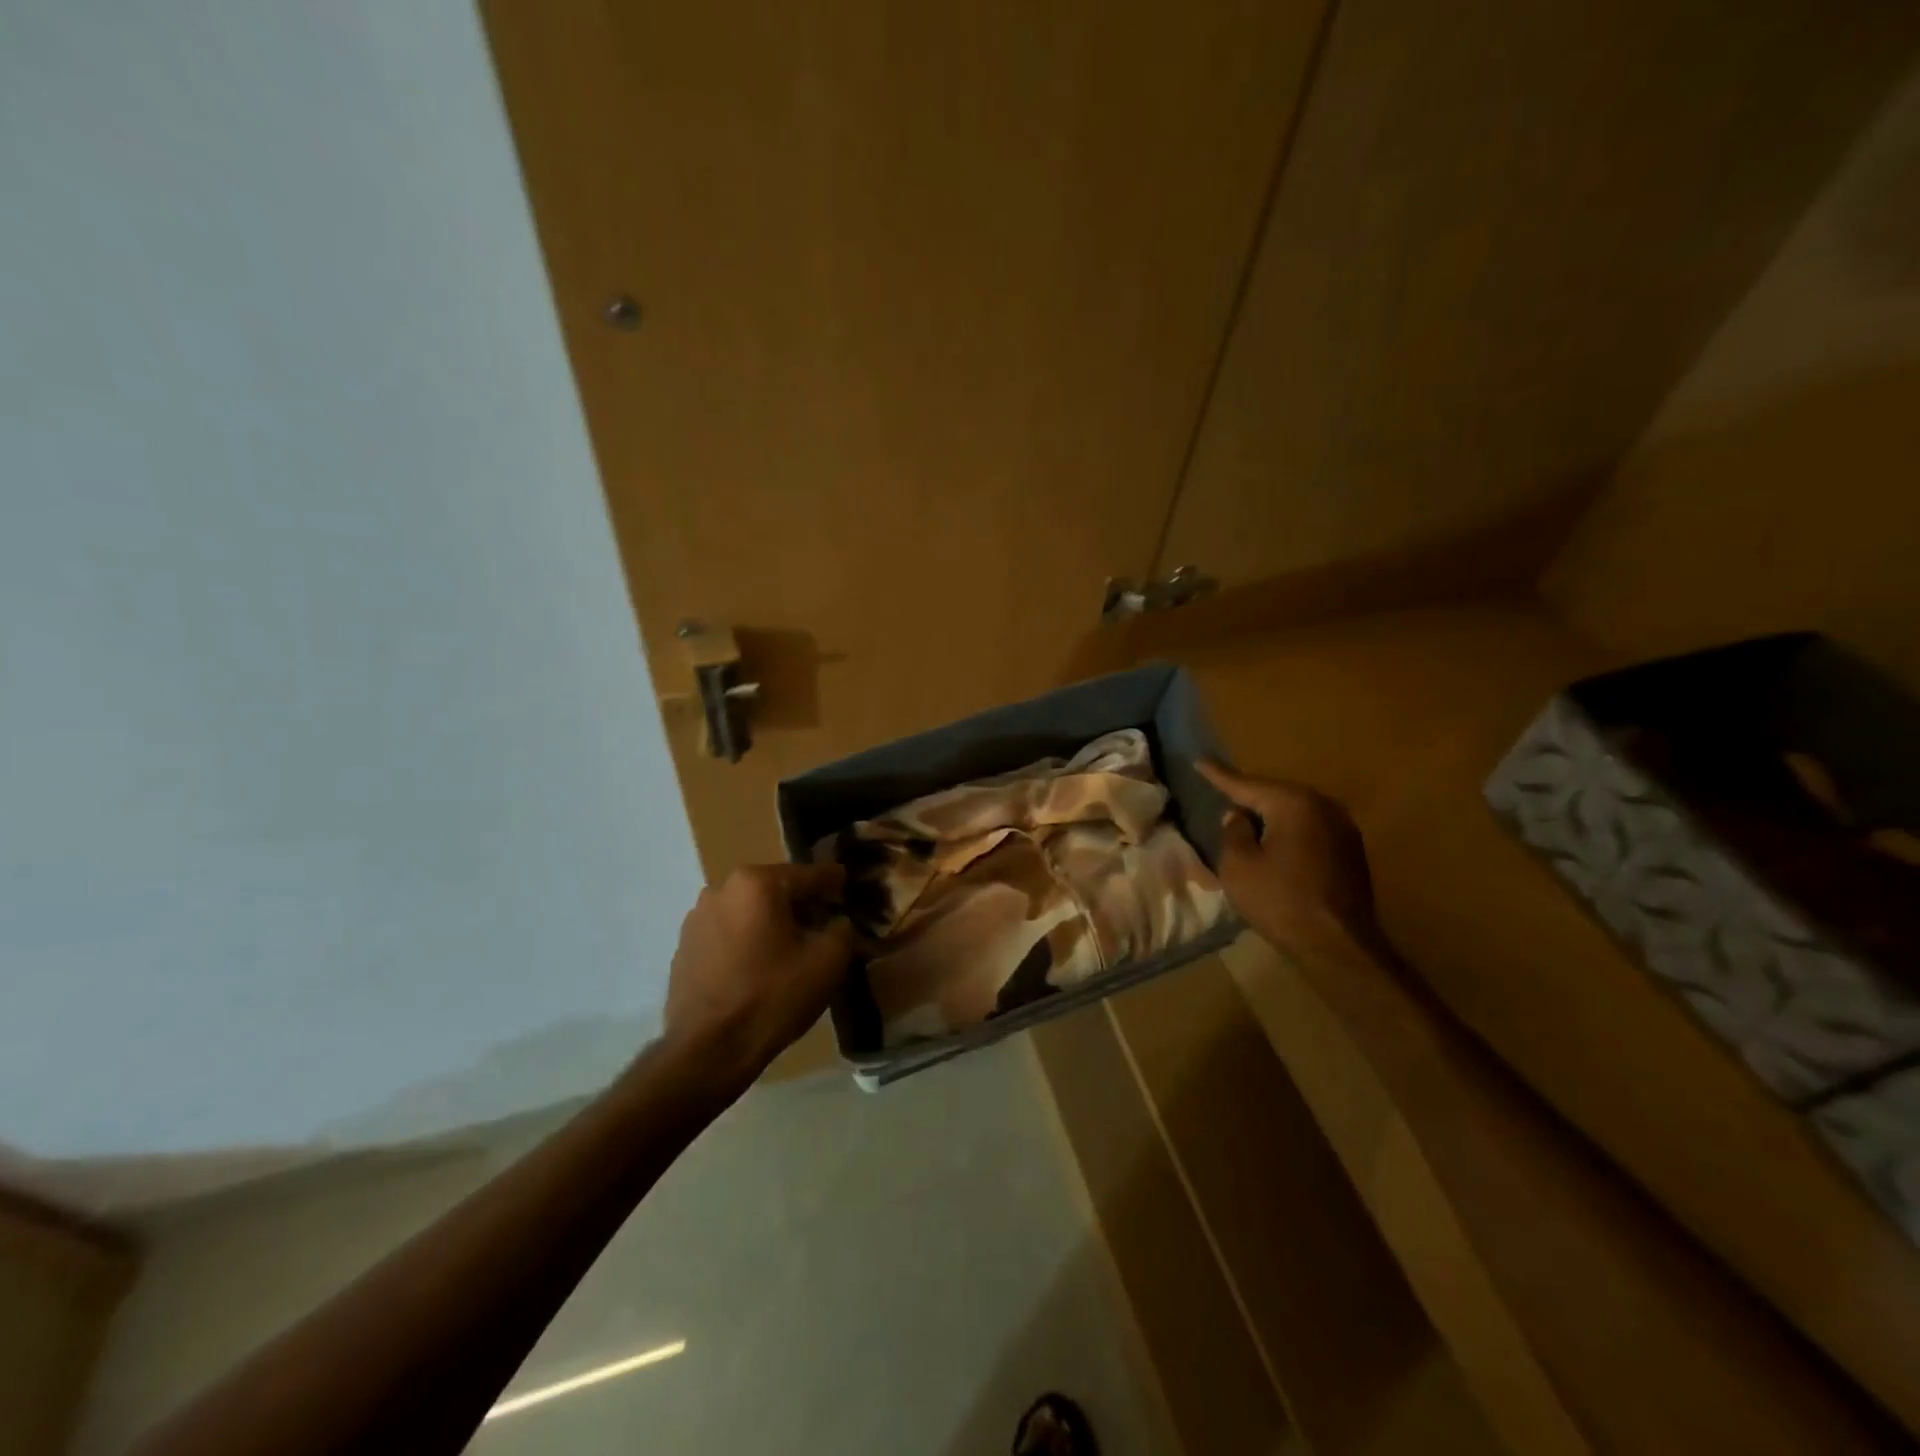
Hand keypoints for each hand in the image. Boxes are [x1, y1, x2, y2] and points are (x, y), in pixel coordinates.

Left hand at [662, 863, 853, 1084]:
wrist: (708, 1051)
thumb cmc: (773, 996)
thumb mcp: (828, 960)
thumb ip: (843, 929)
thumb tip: (838, 922)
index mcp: (757, 882)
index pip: (810, 875)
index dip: (836, 883)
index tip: (851, 888)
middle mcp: (721, 889)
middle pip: (776, 891)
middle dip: (803, 905)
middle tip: (826, 926)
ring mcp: (697, 918)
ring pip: (750, 912)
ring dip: (772, 924)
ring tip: (792, 951)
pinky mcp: (684, 948)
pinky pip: (728, 934)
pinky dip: (748, 943)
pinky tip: (759, 970)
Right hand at [1197, 759, 1382, 956]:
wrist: (1339, 947)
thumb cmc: (1280, 902)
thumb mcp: (1238, 866)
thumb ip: (1233, 833)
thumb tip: (1238, 816)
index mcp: (1294, 803)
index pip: (1246, 784)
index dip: (1219, 775)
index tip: (1200, 760)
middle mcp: (1324, 806)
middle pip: (1275, 795)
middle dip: (1249, 796)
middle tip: (1222, 792)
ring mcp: (1343, 829)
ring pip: (1295, 813)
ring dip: (1271, 817)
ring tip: (1247, 820)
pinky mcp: (1351, 852)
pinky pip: (1310, 831)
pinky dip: (1289, 833)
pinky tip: (1275, 845)